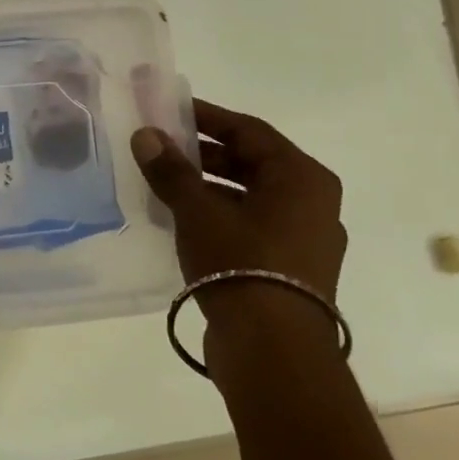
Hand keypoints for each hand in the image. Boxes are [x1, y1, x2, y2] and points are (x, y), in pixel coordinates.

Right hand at [130, 99, 346, 304]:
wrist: (273, 348)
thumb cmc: (240, 263)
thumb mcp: (197, 211)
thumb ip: (171, 170)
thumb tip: (146, 135)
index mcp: (302, 177)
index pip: (248, 130)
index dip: (206, 117)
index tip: (169, 112)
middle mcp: (312, 202)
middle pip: (252, 162)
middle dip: (204, 153)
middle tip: (161, 147)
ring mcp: (305, 237)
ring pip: (250, 195)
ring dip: (208, 186)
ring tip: (164, 184)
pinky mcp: (290, 267)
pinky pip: (251, 224)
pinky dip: (219, 214)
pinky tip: (183, 221)